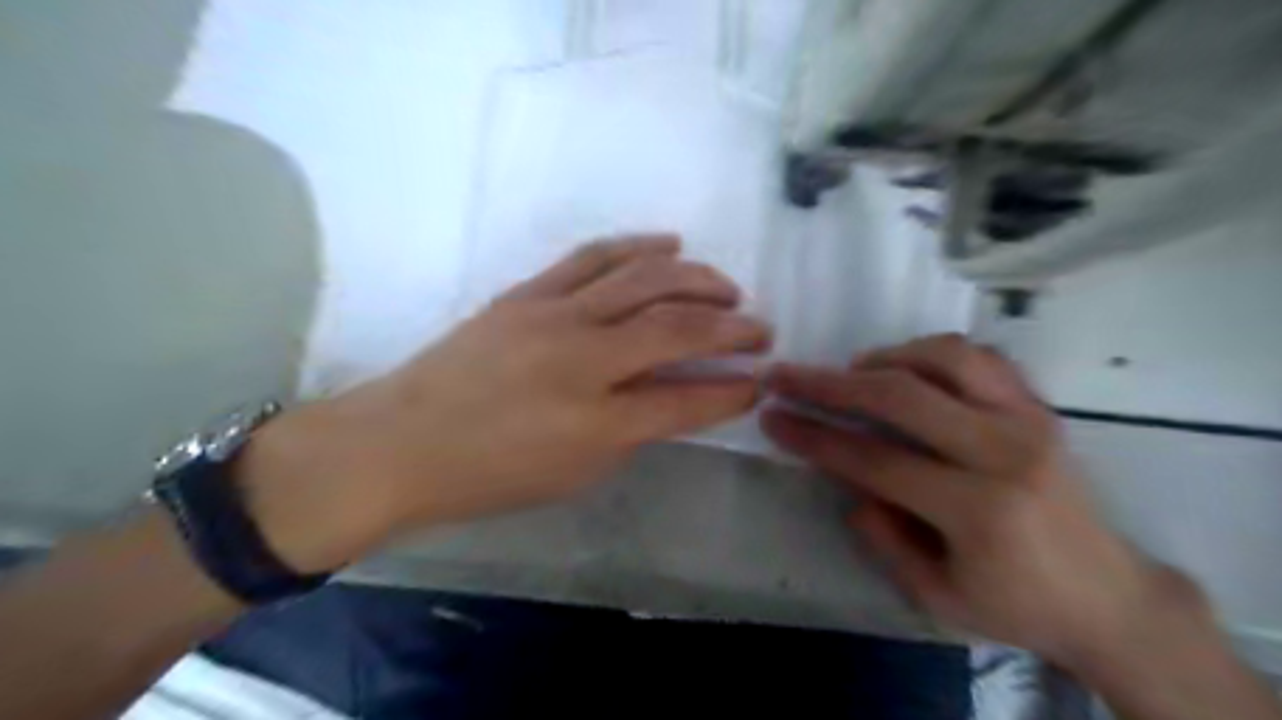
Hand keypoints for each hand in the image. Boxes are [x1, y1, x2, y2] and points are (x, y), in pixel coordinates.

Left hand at [242, 235, 771, 574]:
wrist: (400, 443)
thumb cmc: (488, 476)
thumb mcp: (572, 475)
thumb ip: (630, 434)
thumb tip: (669, 398)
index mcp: (596, 424)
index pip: (686, 400)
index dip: (733, 390)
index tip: (761, 379)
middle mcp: (583, 361)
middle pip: (677, 329)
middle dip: (732, 328)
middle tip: (761, 328)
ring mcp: (554, 316)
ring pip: (644, 280)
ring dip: (698, 279)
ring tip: (727, 288)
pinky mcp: (528, 292)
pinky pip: (594, 256)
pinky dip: (639, 246)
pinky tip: (670, 244)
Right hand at [758, 335, 1179, 667]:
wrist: (1110, 597)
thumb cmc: (1017, 605)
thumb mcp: (935, 595)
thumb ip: (882, 536)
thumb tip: (848, 481)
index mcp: (978, 510)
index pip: (875, 459)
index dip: (815, 436)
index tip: (772, 416)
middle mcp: (1005, 452)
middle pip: (900, 396)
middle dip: (829, 383)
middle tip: (787, 375)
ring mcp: (1029, 420)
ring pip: (945, 357)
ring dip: (885, 357)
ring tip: (852, 372)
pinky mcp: (1040, 407)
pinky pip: (981, 357)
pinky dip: (932, 353)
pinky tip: (907, 369)